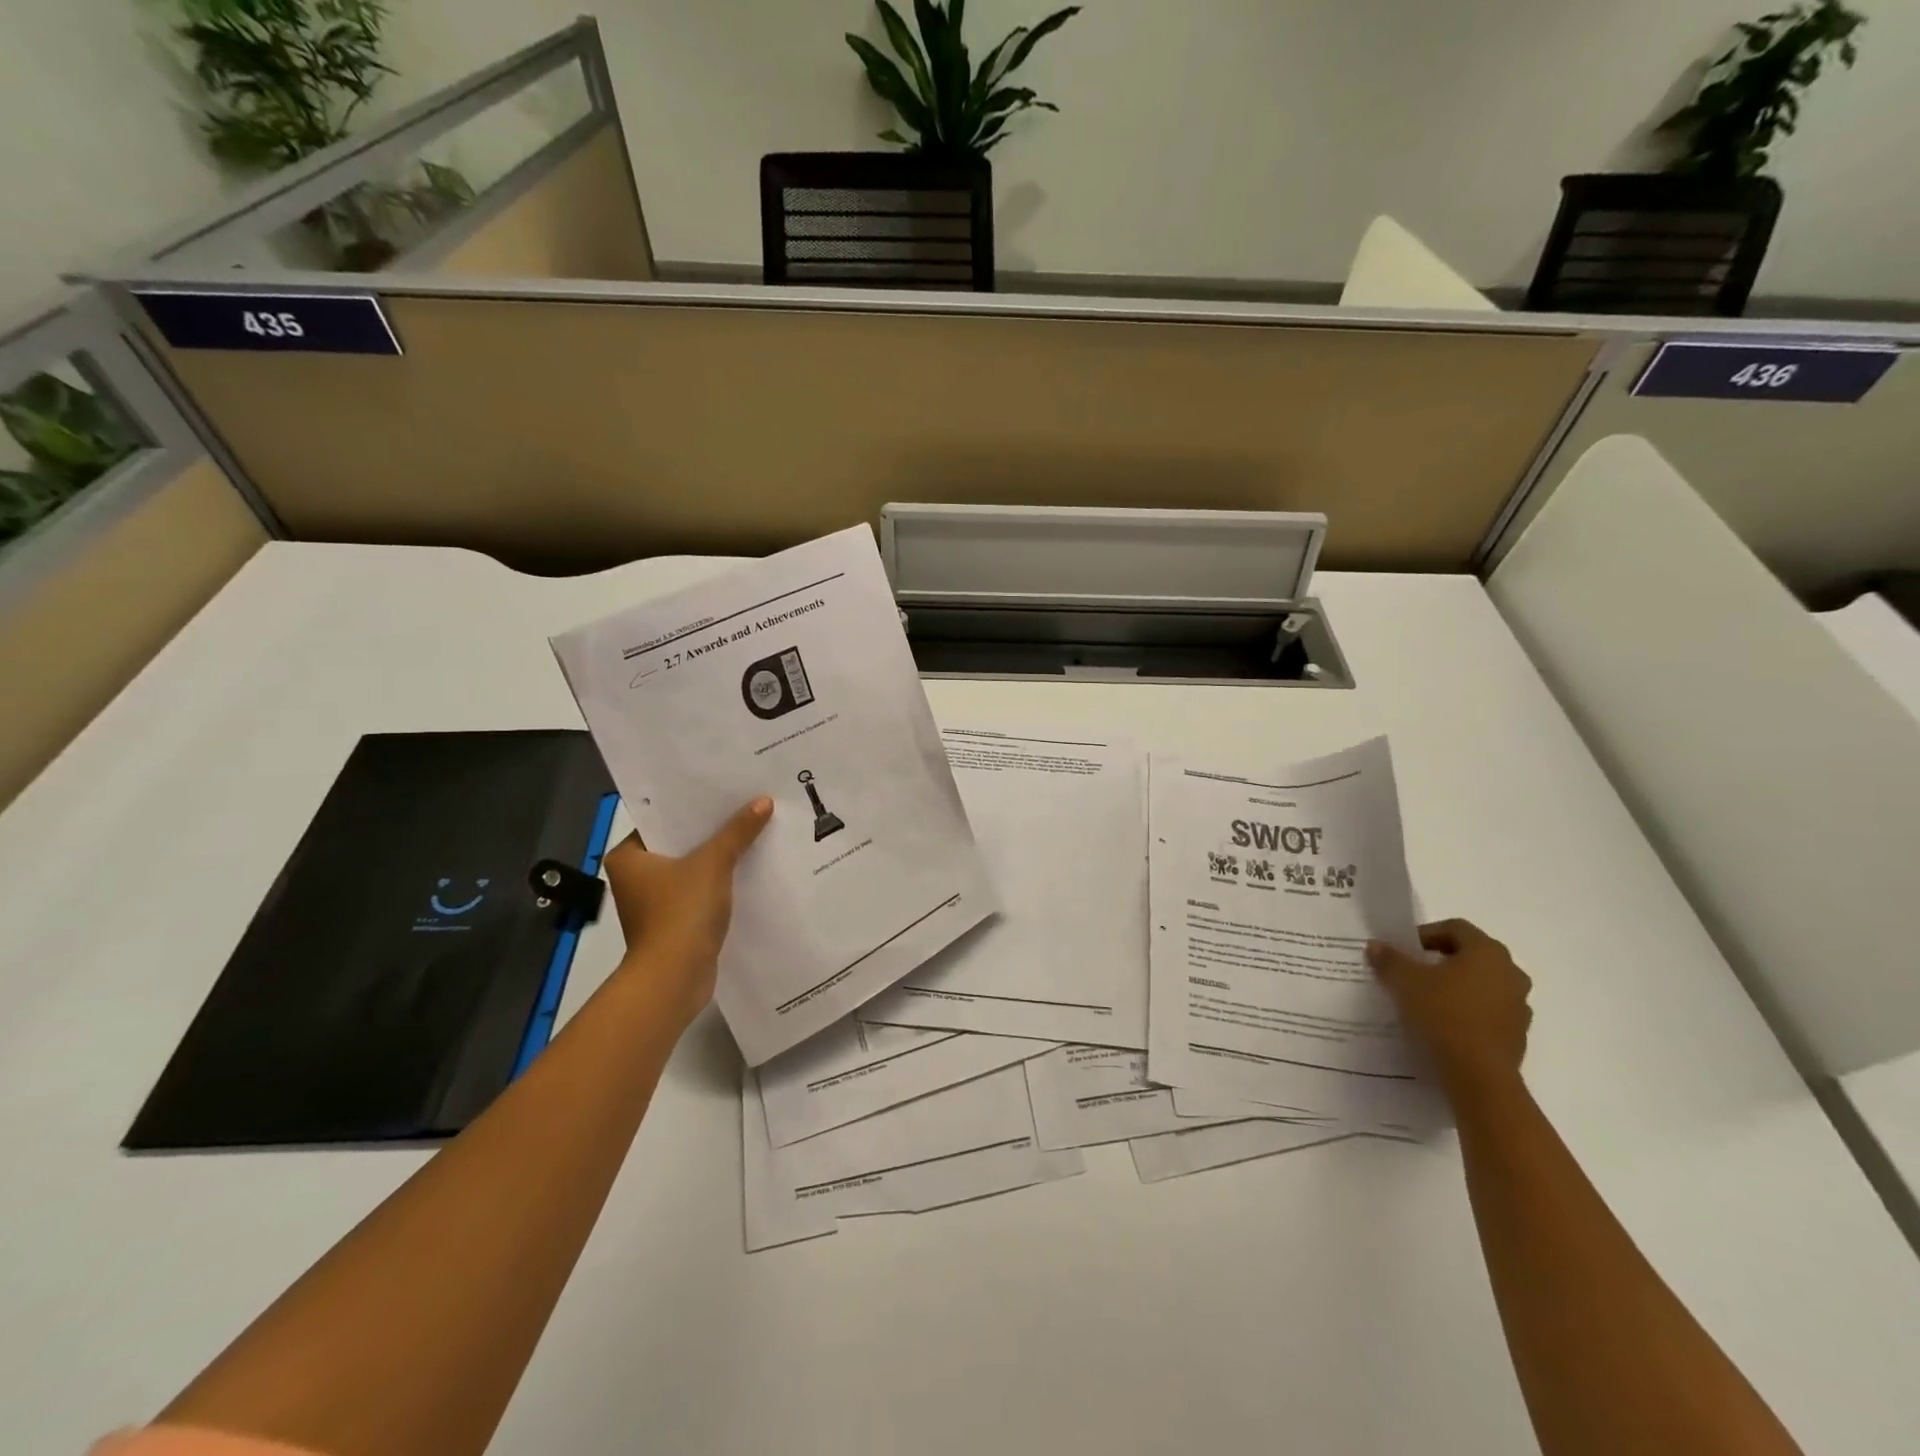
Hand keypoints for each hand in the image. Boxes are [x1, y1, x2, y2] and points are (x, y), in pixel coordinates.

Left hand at [601, 798, 772, 1026]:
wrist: (674, 978)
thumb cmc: (680, 912)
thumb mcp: (712, 864)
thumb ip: (737, 832)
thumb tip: (763, 801)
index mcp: (628, 857)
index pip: (661, 820)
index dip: (692, 805)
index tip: (722, 790)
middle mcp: (636, 878)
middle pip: (680, 843)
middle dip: (712, 830)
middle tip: (745, 805)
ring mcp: (655, 903)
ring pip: (693, 869)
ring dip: (719, 857)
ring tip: (754, 832)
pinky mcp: (675, 923)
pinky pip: (701, 892)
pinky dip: (721, 883)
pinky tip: (751, 869)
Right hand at [1367, 919, 1532, 1098]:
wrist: (1479, 1076)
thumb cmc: (1443, 1014)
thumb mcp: (1405, 982)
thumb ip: (1389, 959)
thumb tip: (1376, 945)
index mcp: (1487, 952)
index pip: (1455, 928)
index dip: (1425, 933)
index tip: (1404, 949)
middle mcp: (1511, 972)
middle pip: (1471, 954)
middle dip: (1441, 959)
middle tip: (1413, 970)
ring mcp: (1518, 1005)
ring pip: (1482, 983)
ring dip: (1456, 985)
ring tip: (1427, 998)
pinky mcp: (1517, 1033)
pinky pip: (1488, 1010)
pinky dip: (1467, 1010)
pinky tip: (1444, 1023)